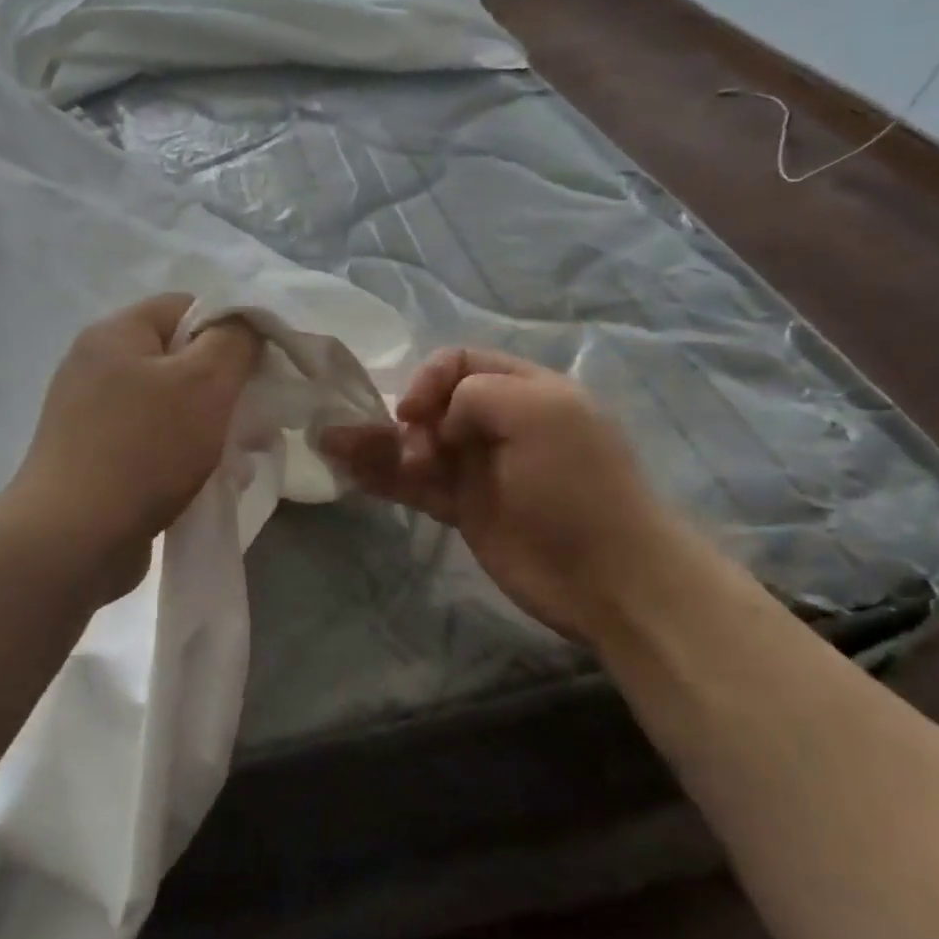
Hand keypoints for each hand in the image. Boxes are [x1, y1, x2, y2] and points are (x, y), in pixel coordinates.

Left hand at [7, 294, 261, 603]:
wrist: (72, 540)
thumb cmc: (144, 450)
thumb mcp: (204, 384)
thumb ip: (235, 342)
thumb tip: (246, 324)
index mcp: (116, 334)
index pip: (187, 307)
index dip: (231, 331)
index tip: (260, 370)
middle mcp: (98, 366)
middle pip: (181, 360)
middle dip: (226, 390)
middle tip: (256, 422)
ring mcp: (92, 416)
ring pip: (172, 407)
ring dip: (211, 429)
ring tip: (241, 461)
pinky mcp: (96, 458)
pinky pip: (154, 443)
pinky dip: (184, 457)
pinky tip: (212, 483)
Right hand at [322, 348, 683, 642]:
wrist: (609, 576)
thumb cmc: (576, 484)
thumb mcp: (537, 412)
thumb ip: (476, 394)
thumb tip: (440, 426)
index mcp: (523, 389)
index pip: (459, 361)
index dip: (428, 379)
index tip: (414, 413)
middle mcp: (496, 423)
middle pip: (431, 405)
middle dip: (403, 418)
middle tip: (405, 451)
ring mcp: (479, 469)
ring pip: (415, 446)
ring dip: (374, 444)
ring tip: (330, 443)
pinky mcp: (464, 510)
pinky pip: (415, 485)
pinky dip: (383, 478)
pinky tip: (348, 471)